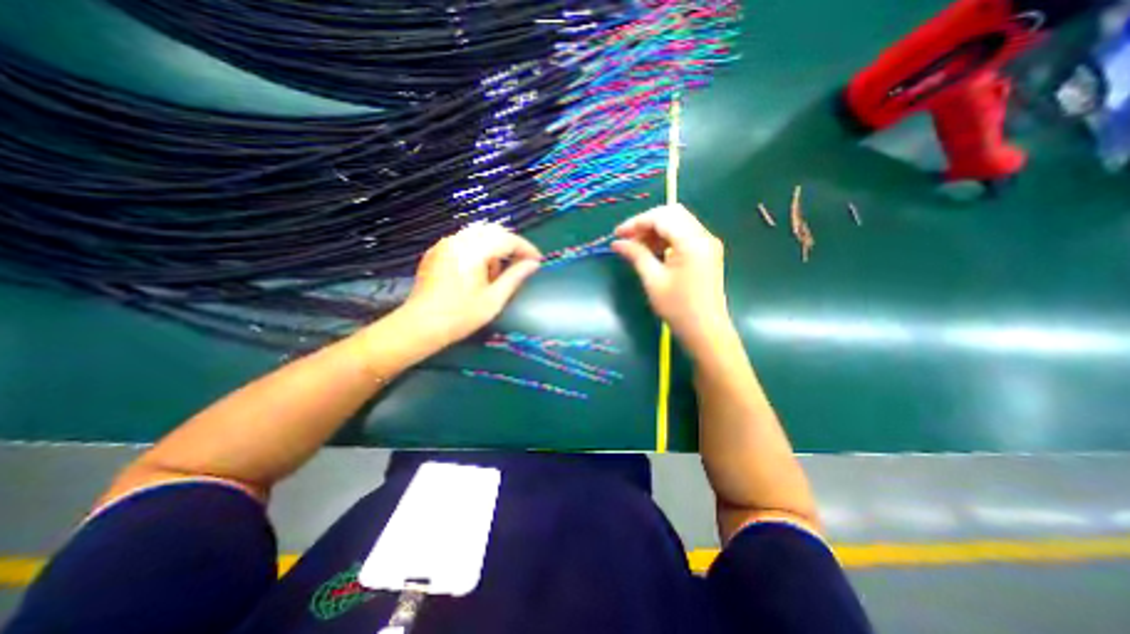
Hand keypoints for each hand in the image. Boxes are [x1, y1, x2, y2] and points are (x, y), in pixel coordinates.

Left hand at [397, 223, 542, 347]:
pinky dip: (479, 249)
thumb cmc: (461, 316)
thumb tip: (533, 264)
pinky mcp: (437, 251)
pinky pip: (465, 240)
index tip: (537, 261)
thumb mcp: (494, 299)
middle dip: (511, 245)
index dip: (526, 248)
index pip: (507, 239)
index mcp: (473, 250)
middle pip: (493, 231)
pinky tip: (479, 270)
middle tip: (521, 263)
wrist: (420, 325)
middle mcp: (458, 240)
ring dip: (495, 247)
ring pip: (479, 234)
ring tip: (498, 272)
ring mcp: (445, 244)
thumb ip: (515, 277)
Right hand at [615, 206, 736, 355]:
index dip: (637, 222)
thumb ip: (636, 255)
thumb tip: (617, 243)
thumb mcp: (653, 280)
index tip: (617, 234)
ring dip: (656, 230)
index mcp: (692, 241)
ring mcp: (708, 244)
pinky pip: (684, 235)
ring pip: (678, 223)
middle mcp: (704, 236)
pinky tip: (653, 252)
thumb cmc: (678, 308)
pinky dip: (666, 238)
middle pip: (672, 214)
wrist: (706, 331)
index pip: (662, 217)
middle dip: (646, 223)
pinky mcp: (707, 253)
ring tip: (636, 247)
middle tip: (627, 239)